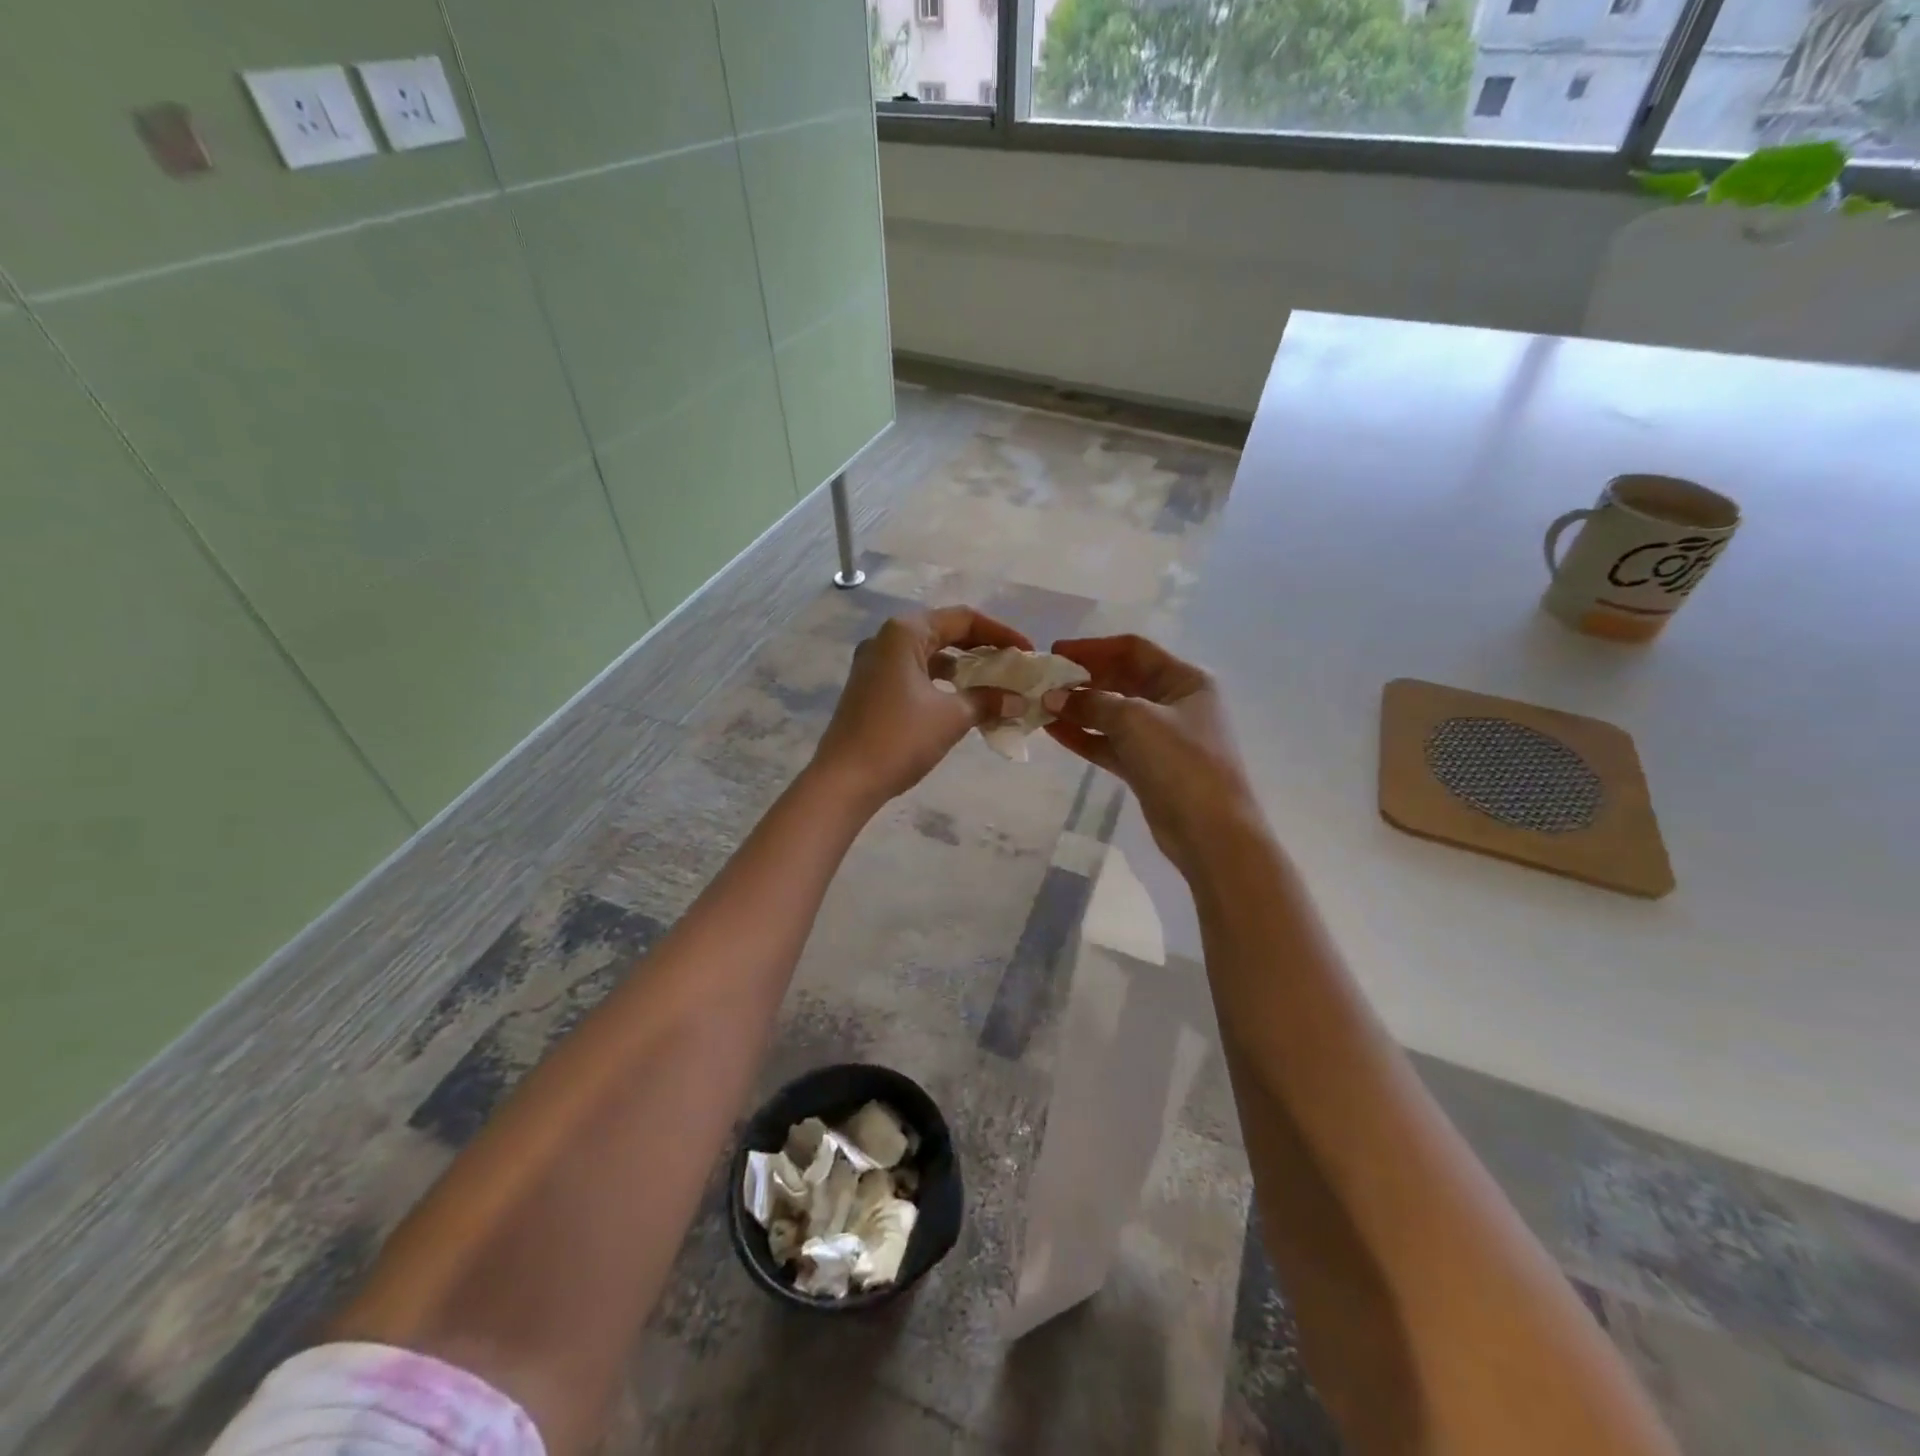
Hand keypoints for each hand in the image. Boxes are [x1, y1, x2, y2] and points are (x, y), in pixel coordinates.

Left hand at [812, 606, 1032, 810]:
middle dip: (983, 649)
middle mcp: (886, 640)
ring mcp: (874, 665)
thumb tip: (1017, 700)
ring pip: (930, 655)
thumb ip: (988, 700)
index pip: (963, 619)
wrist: (844, 781)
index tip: (1028, 653)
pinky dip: (942, 684)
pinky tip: (963, 702)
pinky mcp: (871, 689)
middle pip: (945, 633)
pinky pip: (915, 675)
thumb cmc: (900, 739)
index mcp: (904, 633)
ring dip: (963, 669)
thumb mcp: (951, 716)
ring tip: (995, 686)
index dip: (1001, 633)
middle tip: (1014, 668)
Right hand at [1042, 634, 1262, 874]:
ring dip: (1079, 709)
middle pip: (1121, 680)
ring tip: (1040, 707)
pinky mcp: (1147, 767)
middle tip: (1043, 683)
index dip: (1093, 648)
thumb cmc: (1181, 762)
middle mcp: (1175, 702)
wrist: (1211, 831)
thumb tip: (1053, 698)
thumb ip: (1091, 704)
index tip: (1055, 653)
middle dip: (1083, 681)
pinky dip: (1084, 736)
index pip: (1133, 650)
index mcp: (1185, 680)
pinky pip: (1110, 743)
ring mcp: (1161, 737)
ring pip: (1113, 714)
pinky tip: (1053, 731)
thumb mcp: (1135, 720)